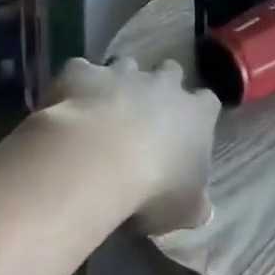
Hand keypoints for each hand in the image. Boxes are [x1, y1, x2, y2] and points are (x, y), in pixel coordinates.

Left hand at [51, 56, 220, 234]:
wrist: (97, 161)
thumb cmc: (154, 188)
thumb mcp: (185, 209)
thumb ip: (195, 205)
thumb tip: (203, 211)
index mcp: (196, 115)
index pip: (208, 102)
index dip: (198, 112)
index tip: (188, 127)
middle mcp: (163, 84)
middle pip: (170, 71)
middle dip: (161, 85)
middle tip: (146, 111)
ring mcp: (121, 73)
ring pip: (126, 64)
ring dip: (118, 81)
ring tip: (104, 107)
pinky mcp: (82, 73)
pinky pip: (79, 71)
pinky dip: (75, 85)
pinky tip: (66, 105)